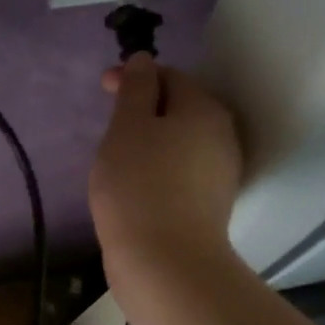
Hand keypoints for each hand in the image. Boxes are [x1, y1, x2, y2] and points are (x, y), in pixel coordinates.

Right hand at [89, 54, 242, 281]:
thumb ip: (135, 88)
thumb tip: (143, 60)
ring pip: (179, 142)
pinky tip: (135, 186)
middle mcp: (222, 136)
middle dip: (142, 110)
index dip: (134, 76)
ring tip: (116, 158)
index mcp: (205, 110)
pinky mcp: (209, 205)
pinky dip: (157, 168)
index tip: (103, 88)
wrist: (165, 264)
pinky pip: (180, 171)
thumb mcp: (127, 127)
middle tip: (109, 126)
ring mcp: (219, 174)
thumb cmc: (139, 186)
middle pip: (179, 108)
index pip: (170, 76)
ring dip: (149, 141)